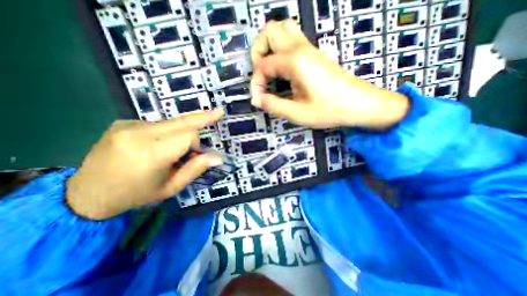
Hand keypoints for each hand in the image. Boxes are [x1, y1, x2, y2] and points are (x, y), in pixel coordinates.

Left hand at [66, 108, 223, 218]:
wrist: (85, 195)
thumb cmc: (135, 195)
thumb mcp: (170, 187)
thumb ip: (195, 169)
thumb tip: (218, 158)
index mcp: (151, 154)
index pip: (188, 136)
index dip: (196, 144)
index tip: (196, 154)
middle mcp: (138, 134)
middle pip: (181, 121)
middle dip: (202, 117)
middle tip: (219, 112)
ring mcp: (127, 125)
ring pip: (171, 122)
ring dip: (181, 132)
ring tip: (174, 149)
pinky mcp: (122, 122)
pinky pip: (157, 124)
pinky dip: (166, 132)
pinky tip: (157, 145)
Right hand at [250, 21, 408, 129]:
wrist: (359, 104)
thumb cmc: (329, 110)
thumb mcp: (298, 113)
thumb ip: (274, 105)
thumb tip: (256, 99)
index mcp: (296, 62)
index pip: (263, 64)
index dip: (256, 82)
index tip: (259, 99)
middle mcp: (301, 48)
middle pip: (269, 31)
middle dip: (258, 52)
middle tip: (261, 75)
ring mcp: (309, 48)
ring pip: (282, 29)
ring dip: (269, 47)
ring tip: (269, 70)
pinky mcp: (314, 53)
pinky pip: (292, 39)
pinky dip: (280, 49)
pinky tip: (282, 70)